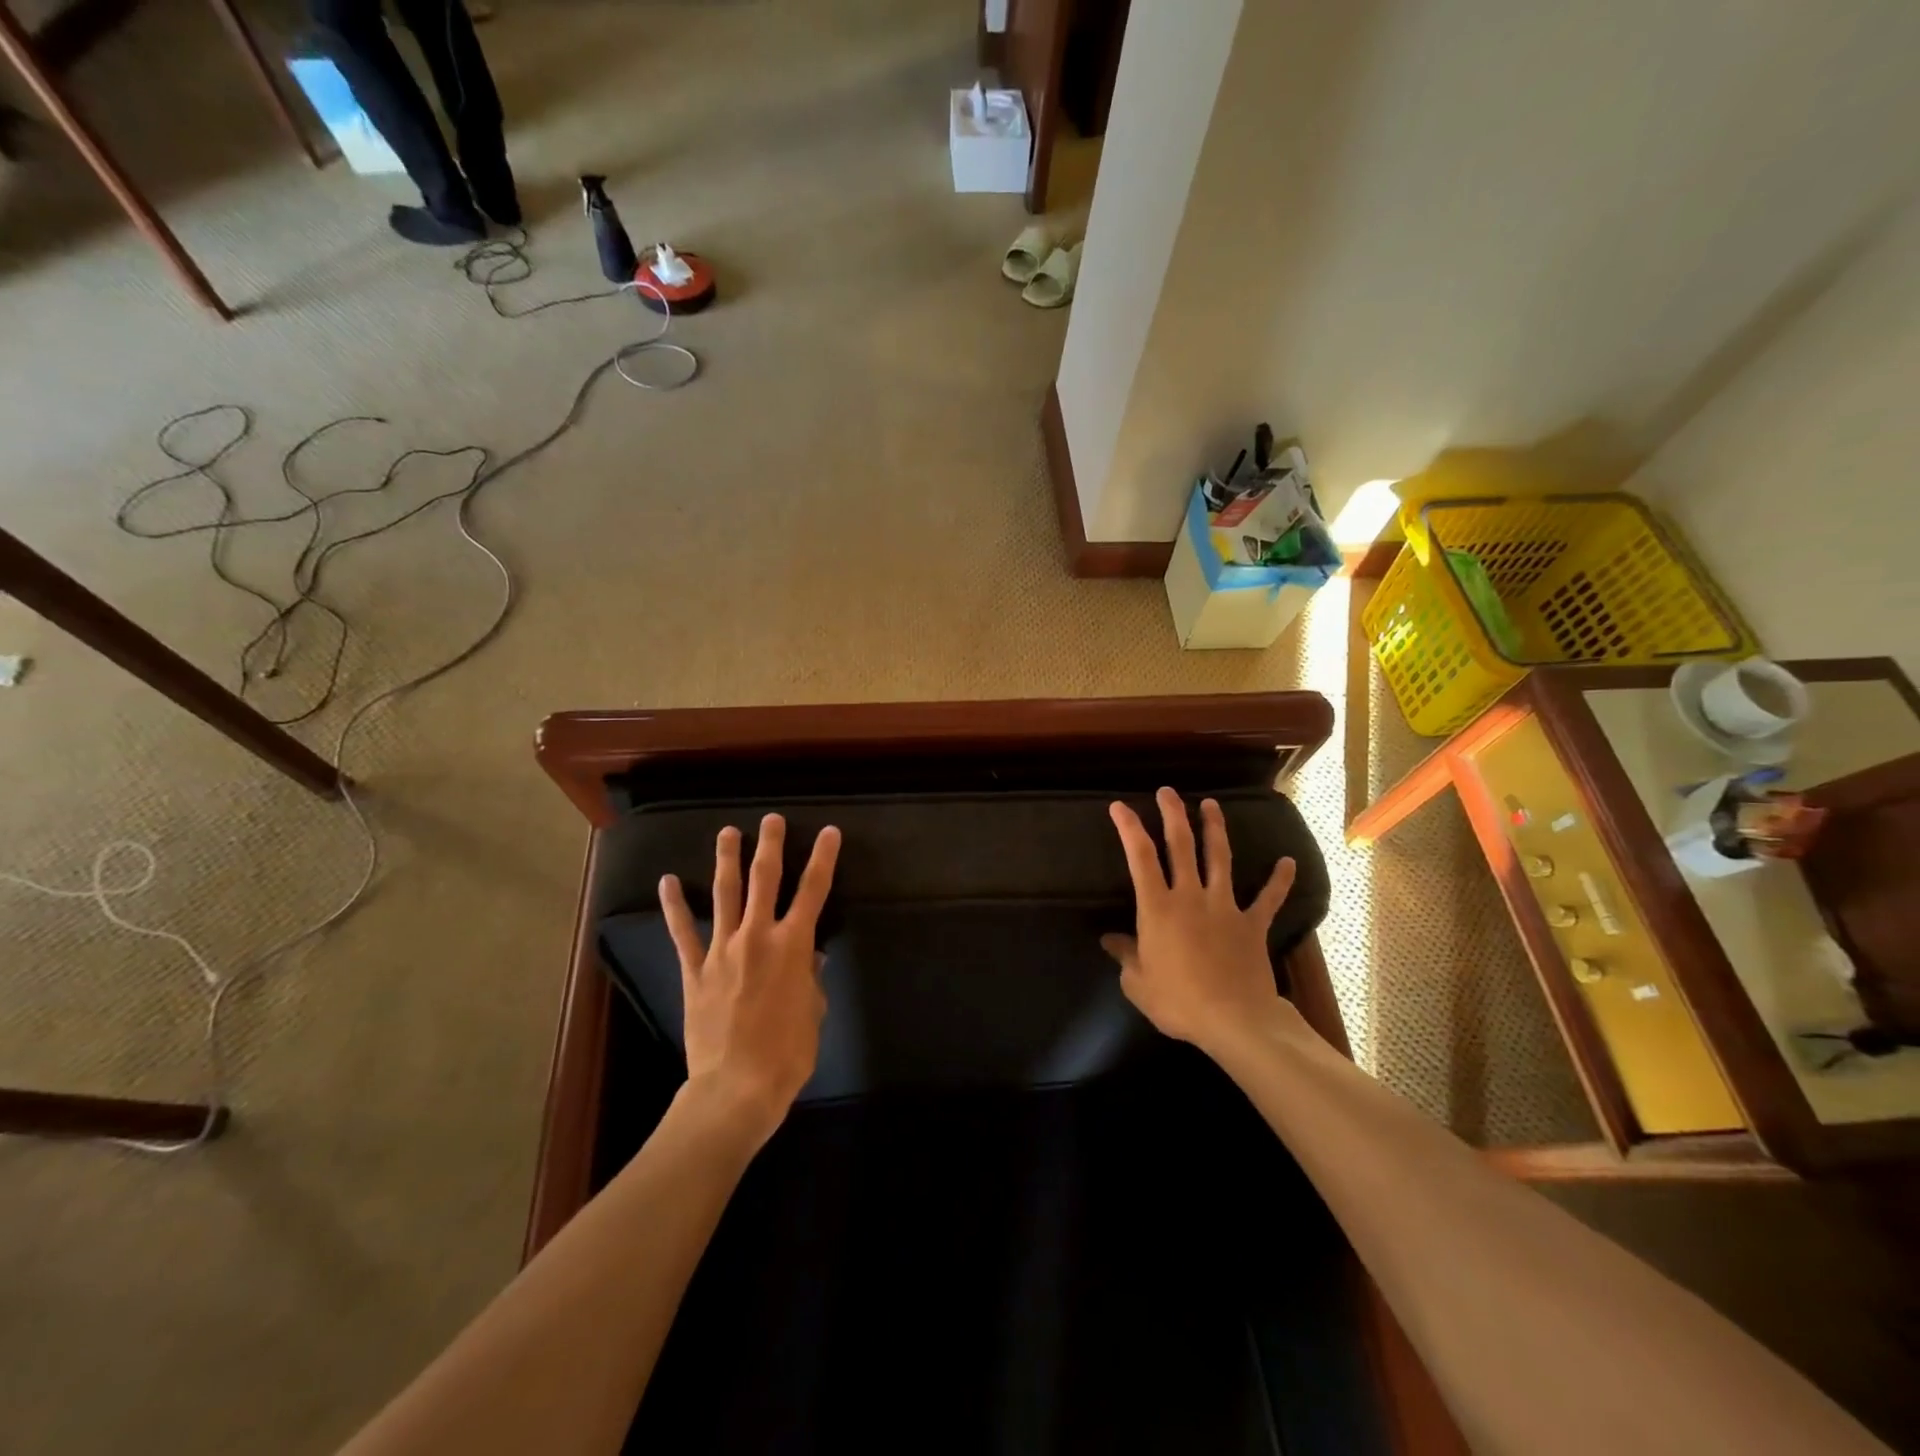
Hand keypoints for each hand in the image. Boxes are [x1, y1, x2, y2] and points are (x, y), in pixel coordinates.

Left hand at [659, 814, 841, 1147]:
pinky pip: (683, 932)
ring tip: (727, 832)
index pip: (813, 891)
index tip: (829, 832)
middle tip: (772, 820)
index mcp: (793, 946)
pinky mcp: (695, 970)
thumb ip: (810, 979)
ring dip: (727, 860)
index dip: (824, 859)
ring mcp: (722, 950)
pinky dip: (674, 906)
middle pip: (765, 880)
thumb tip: (810, 958)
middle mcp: (757, 937)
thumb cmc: (787, 1054)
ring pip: (725, 895)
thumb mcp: (814, 1013)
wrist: (735, 1088)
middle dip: (770, 845)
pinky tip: (666, 882)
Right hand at [1103, 788, 1301, 1060]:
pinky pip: (1268, 899)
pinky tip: (1287, 862)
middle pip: (1181, 846)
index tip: (1119, 806)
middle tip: (1167, 791)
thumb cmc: (1178, 1001)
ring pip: (1219, 859)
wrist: (1235, 1021)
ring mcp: (1225, 907)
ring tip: (1211, 805)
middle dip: (1173, 815)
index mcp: (1158, 908)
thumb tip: (1110, 940)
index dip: (1129, 828)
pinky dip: (1279, 880)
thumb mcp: (1137, 983)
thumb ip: (1125, 956)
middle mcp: (1191, 897)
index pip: (1140, 857)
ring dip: (1215, 830)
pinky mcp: (1252, 925)